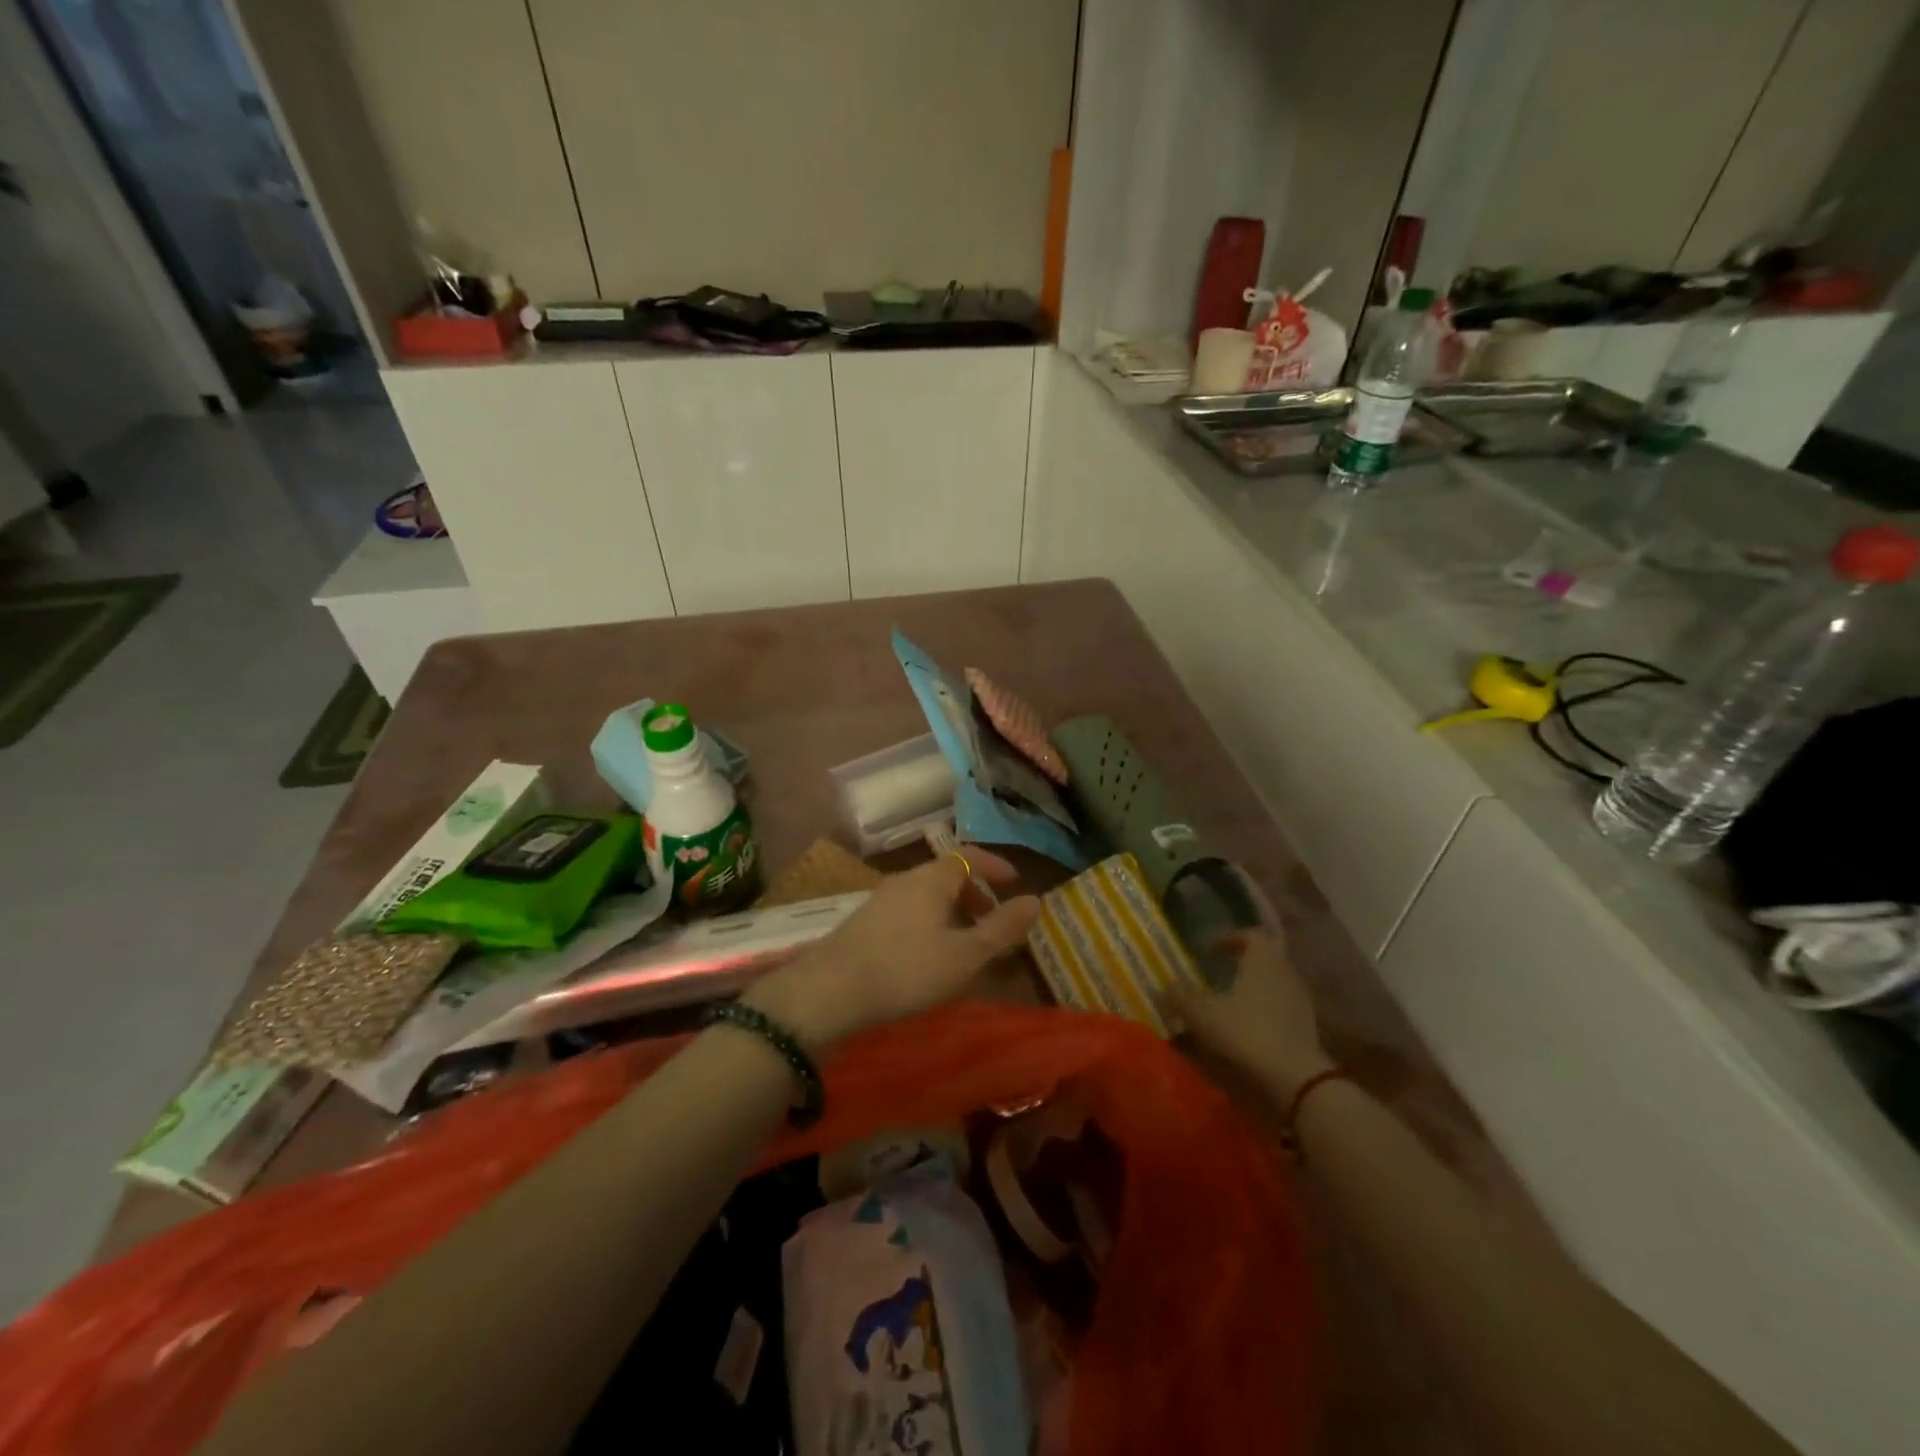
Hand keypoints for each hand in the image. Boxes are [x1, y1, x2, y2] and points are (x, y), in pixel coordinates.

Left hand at [745, 850, 1039, 1051]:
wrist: (829, 991)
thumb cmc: (907, 968)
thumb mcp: (965, 954)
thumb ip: (1001, 928)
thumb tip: (1035, 900)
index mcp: (932, 878)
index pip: (969, 855)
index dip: (995, 866)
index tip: (1015, 882)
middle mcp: (905, 880)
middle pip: (948, 875)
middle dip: (976, 893)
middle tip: (994, 922)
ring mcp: (881, 900)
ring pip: (927, 895)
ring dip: (953, 911)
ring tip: (966, 944)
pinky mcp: (865, 922)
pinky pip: (910, 911)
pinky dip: (931, 922)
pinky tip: (929, 956)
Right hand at [1170, 928, 1332, 1100]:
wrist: (1297, 1081)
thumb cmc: (1245, 1033)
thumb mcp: (1201, 1014)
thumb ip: (1182, 996)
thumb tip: (1169, 984)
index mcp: (1263, 960)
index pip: (1252, 935)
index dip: (1232, 939)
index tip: (1213, 951)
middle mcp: (1286, 974)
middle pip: (1266, 960)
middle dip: (1243, 966)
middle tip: (1219, 976)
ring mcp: (1301, 1002)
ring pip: (1275, 986)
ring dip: (1254, 991)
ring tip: (1230, 1006)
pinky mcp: (1308, 1029)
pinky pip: (1282, 1011)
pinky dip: (1265, 1014)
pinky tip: (1248, 1031)